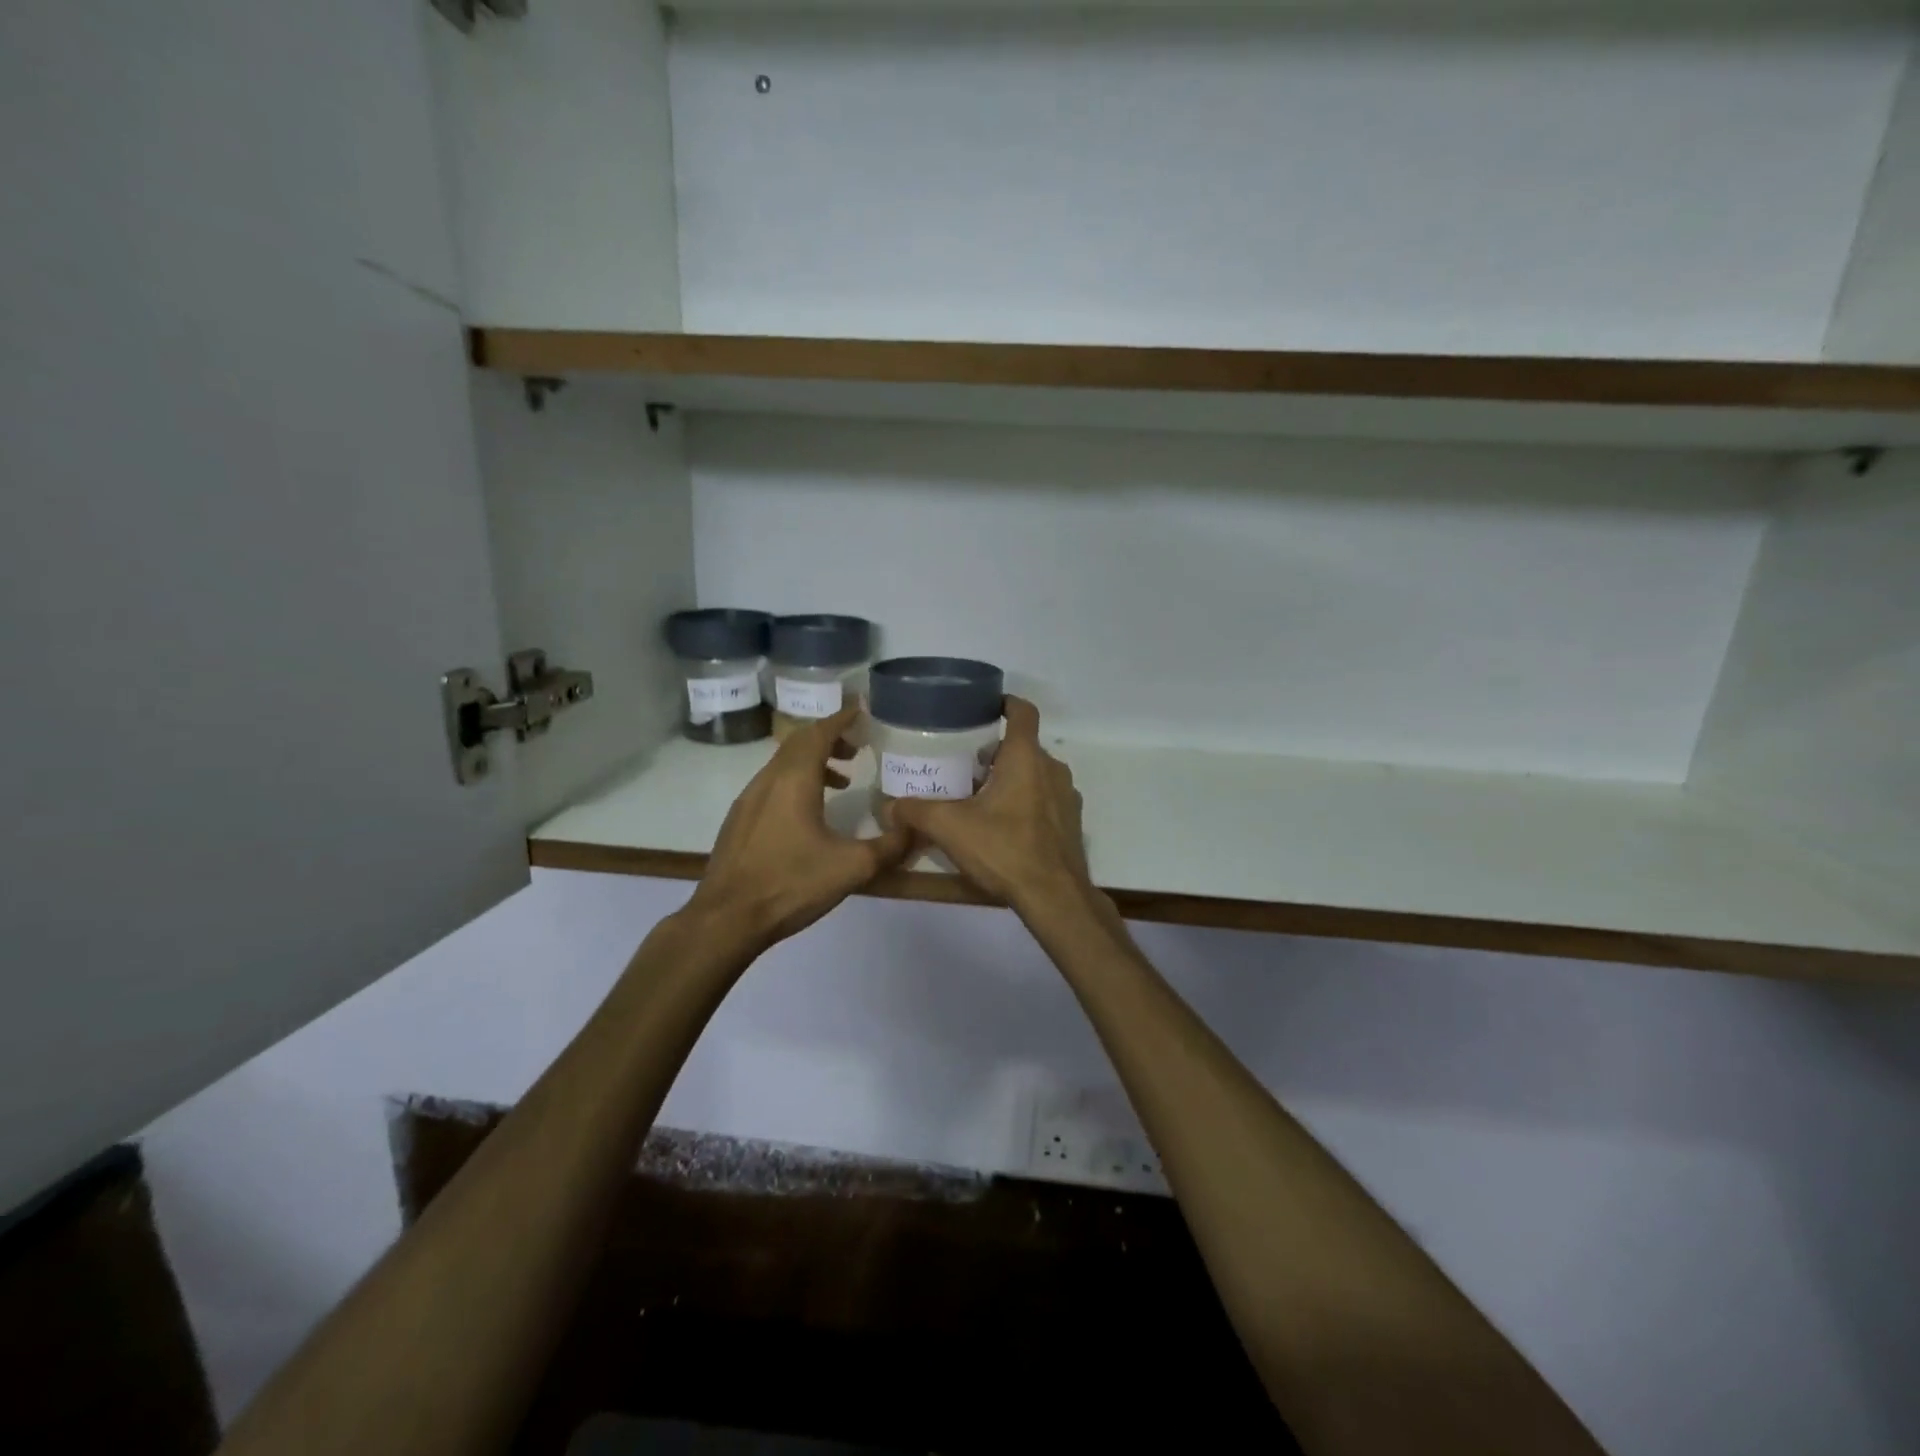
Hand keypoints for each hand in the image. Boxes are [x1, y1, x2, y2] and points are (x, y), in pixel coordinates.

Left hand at [685, 706, 912, 948]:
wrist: (726, 919)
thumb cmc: (790, 884)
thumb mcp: (852, 868)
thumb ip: (890, 846)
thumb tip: (915, 828)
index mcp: (794, 780)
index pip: (819, 733)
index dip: (841, 719)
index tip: (861, 711)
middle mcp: (768, 780)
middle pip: (799, 742)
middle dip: (830, 737)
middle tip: (858, 747)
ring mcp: (748, 799)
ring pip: (783, 763)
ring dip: (813, 761)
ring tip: (842, 780)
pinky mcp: (739, 820)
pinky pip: (772, 783)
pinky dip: (796, 781)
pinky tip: (809, 813)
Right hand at [882, 697, 1093, 917]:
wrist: (1055, 897)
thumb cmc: (1004, 849)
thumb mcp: (950, 828)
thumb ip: (916, 811)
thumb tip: (888, 806)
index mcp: (1026, 757)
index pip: (1023, 712)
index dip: (1005, 702)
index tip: (985, 706)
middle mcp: (1052, 769)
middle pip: (1023, 747)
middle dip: (994, 752)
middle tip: (963, 764)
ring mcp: (1066, 797)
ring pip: (1035, 774)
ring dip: (1010, 778)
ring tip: (979, 797)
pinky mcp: (1071, 822)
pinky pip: (1045, 799)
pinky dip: (1025, 802)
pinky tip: (1003, 826)